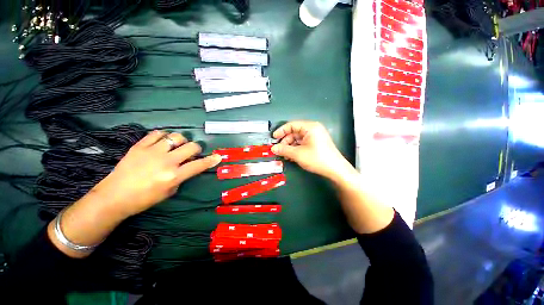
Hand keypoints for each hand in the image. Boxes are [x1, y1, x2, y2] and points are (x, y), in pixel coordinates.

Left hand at [92, 130, 221, 217]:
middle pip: (191, 147)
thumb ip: (182, 177)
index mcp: (173, 176)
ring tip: (176, 145)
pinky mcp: (139, 146)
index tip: (218, 156)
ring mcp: (152, 152)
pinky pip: (156, 134)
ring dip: (181, 141)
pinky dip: (163, 136)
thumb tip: (188, 165)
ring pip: (176, 137)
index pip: (199, 165)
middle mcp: (166, 162)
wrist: (114, 196)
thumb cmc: (144, 199)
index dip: (211, 160)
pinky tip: (161, 142)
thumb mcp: (169, 192)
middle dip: (196, 149)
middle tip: (191, 153)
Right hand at [271, 121, 353, 180]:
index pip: (291, 125)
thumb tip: (273, 148)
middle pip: (294, 132)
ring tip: (285, 155)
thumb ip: (284, 149)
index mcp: (310, 127)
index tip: (274, 138)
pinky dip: (296, 149)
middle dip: (286, 141)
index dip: (281, 131)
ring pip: (298, 139)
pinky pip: (303, 143)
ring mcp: (315, 137)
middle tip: (279, 150)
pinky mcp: (316, 143)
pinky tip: (292, 156)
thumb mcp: (298, 154)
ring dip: (290, 147)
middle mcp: (313, 129)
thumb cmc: (317, 159)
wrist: (335, 169)